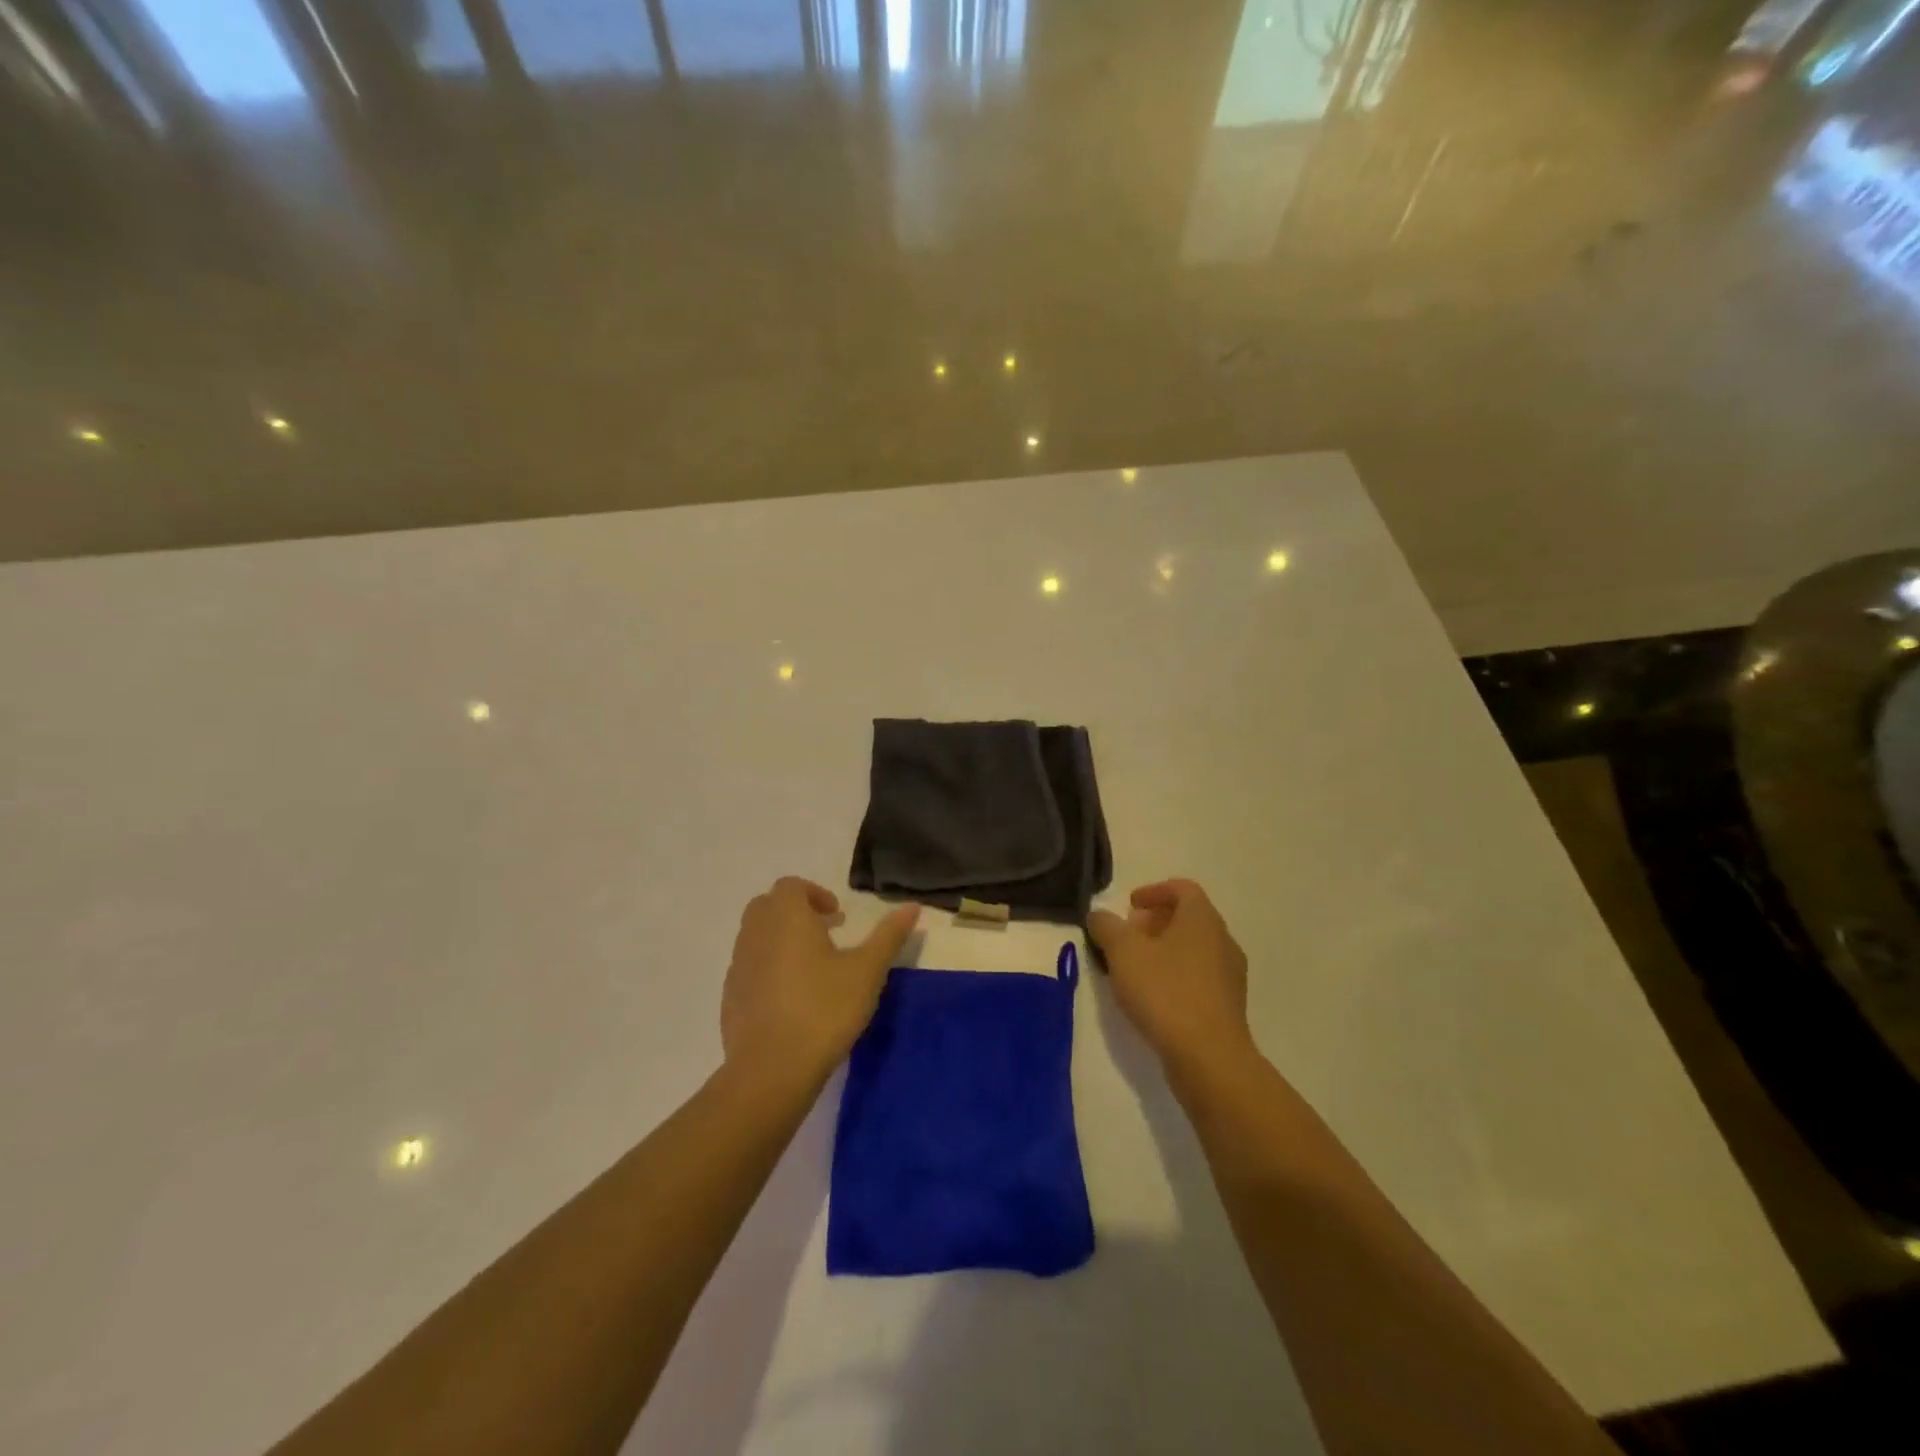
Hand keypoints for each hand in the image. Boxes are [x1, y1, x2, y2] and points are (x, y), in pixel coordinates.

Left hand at [721, 877, 919, 1089]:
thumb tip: (913, 906)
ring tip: (811, 967)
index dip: (815, 894)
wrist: (771, 1069)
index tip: (838, 916)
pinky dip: (767, 967)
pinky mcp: (729, 997)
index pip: (791, 886)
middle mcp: (755, 933)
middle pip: (769, 906)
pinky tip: (791, 997)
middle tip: (826, 934)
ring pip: (756, 936)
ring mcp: (738, 966)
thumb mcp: (867, 971)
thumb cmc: (824, 1009)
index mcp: (786, 918)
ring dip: (781, 939)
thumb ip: (889, 935)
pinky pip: (749, 967)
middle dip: (796, 913)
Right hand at [1088, 879, 1256, 1084]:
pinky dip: (1175, 975)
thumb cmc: (1165, 992)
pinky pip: (1199, 977)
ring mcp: (1229, 975)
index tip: (1129, 906)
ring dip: (1164, 951)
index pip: (1183, 888)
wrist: (1209, 1058)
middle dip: (1154, 923)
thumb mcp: (1123, 952)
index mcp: (1202, 919)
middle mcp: (1223, 941)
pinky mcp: (1228, 1006)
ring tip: (1134, 969)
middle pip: (1188, 918)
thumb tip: (1098, 915)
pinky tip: (1152, 997)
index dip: (1154, 891)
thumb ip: (1106, 927)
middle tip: (1127, 937)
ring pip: (1194, 949)